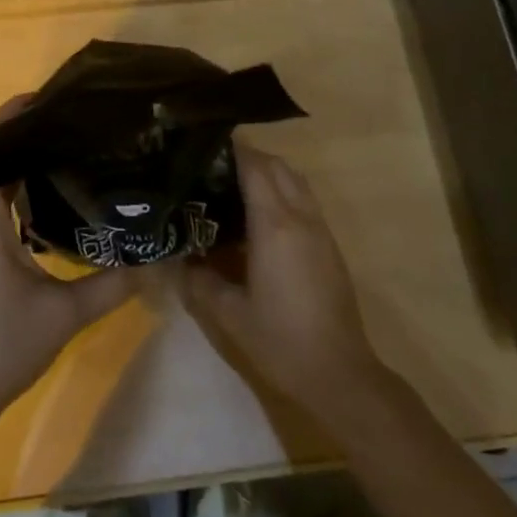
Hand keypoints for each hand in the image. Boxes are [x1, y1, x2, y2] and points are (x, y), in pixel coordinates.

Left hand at [0, 100, 136, 424]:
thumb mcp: (64, 314)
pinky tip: (43, 202)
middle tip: (69, 122)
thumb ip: (113, 284)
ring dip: (14, 164)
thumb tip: (157, 260)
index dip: (15, 117)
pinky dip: (8, 192)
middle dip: (21, 135)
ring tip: (63, 151)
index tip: (50, 98)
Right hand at [184, 145, 386, 428]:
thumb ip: (198, 279)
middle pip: (278, 167)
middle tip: (211, 166)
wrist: (339, 373)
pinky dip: (281, 192)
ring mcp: (320, 230)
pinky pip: (304, 201)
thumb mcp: (228, 313)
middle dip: (247, 157)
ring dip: (268, 173)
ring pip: (296, 181)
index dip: (231, 149)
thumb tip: (177, 258)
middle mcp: (301, 218)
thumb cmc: (280, 341)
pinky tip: (256, 218)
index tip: (202, 143)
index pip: (255, 167)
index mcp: (275, 226)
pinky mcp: (329, 245)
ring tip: (231, 186)